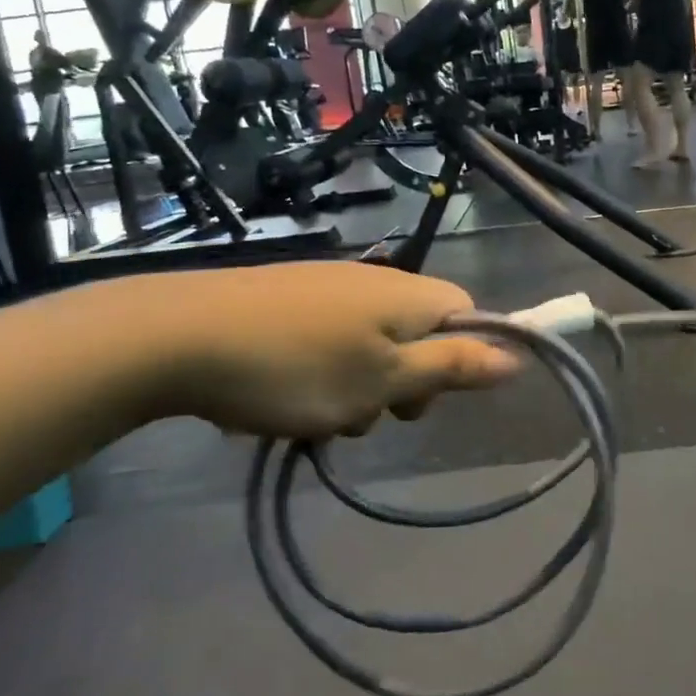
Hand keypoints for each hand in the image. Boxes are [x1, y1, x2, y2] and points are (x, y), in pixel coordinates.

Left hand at [131, 263, 518, 437]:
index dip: (464, 356)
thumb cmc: (297, 367)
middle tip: (371, 413)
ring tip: (319, 415)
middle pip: (419, 333)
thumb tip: (517, 356)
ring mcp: (327, 287)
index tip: (431, 396)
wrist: (179, 336)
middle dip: (405, 381)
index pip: (468, 313)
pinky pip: (330, 339)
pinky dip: (323, 372)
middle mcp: (374, 280)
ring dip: (360, 385)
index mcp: (408, 294)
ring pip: (371, 343)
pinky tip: (286, 397)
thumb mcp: (383, 379)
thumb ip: (452, 368)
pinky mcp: (287, 298)